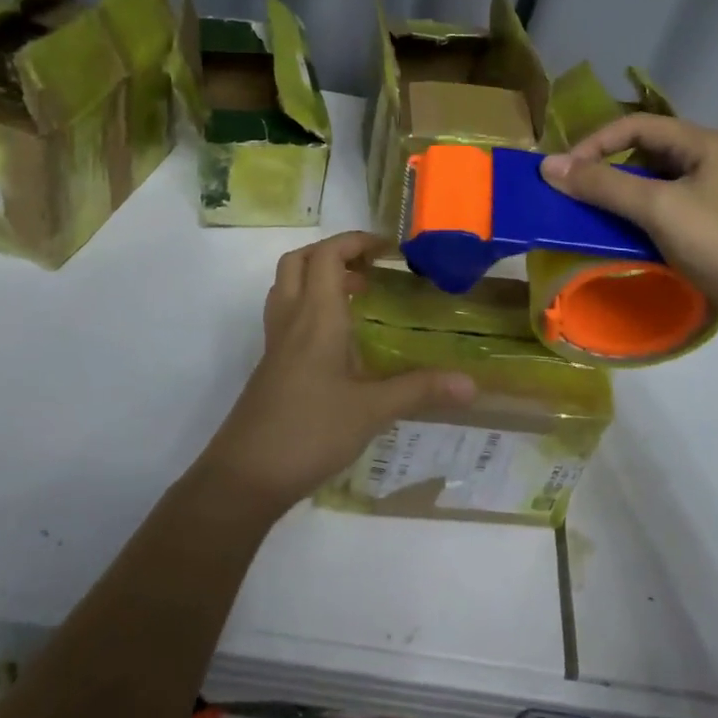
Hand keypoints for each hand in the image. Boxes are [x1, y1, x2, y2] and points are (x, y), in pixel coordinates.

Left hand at [195, 232, 475, 517]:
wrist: (244, 477)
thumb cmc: (309, 433)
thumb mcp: (372, 412)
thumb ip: (420, 391)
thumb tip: (472, 383)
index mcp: (316, 317)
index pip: (326, 255)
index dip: (354, 241)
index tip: (388, 249)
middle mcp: (291, 320)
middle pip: (299, 261)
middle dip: (332, 252)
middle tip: (368, 268)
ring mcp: (275, 343)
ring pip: (287, 286)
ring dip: (317, 276)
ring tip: (355, 295)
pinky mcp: (270, 365)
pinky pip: (286, 315)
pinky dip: (310, 307)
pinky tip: (338, 340)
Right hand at [540, 114, 717, 342]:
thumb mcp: (658, 209)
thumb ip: (603, 185)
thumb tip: (549, 165)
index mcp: (702, 143)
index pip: (636, 125)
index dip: (595, 142)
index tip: (564, 172)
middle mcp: (709, 160)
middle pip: (645, 151)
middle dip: (606, 168)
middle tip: (575, 192)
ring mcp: (715, 194)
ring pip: (654, 183)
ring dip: (622, 195)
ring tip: (593, 215)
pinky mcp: (715, 225)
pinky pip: (666, 209)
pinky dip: (640, 218)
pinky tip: (625, 237)